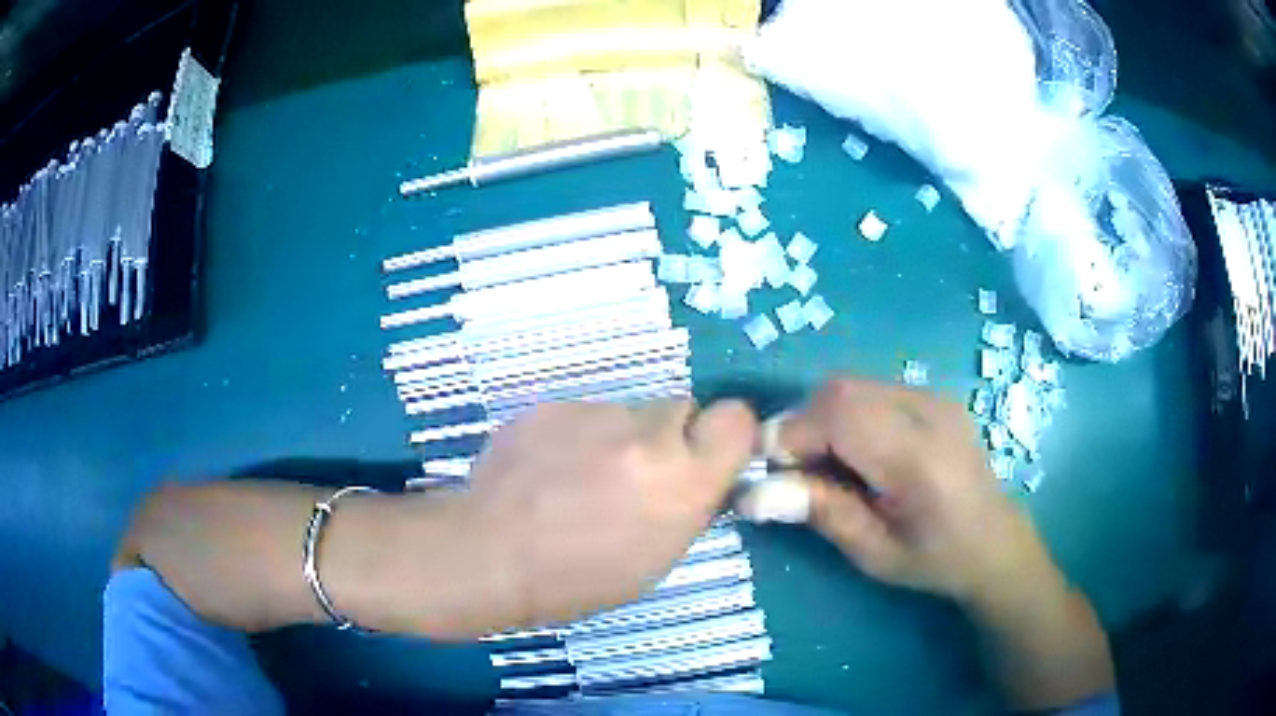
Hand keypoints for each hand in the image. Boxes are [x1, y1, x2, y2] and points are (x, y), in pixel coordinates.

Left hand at [444, 399, 755, 632]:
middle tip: (638, 471)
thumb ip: (688, 503)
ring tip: (579, 476)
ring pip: (628, 412)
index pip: (737, 419)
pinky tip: (548, 469)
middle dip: (668, 436)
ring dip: (618, 437)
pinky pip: (583, 414)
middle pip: (681, 407)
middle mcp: (648, 435)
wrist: (490, 555)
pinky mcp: (553, 405)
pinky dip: (575, 436)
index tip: (706, 454)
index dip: (725, 433)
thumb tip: (700, 476)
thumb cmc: (579, 579)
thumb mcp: (658, 557)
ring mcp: (596, 413)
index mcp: (684, 481)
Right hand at [775, 378, 1113, 709]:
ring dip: (822, 418)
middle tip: (795, 471)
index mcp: (920, 459)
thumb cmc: (935, 559)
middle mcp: (930, 412)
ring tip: (824, 464)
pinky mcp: (933, 395)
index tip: (768, 472)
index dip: (791, 434)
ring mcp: (935, 397)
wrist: (994, 540)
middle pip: (842, 390)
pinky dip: (845, 414)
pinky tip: (855, 451)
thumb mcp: (874, 553)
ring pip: (852, 385)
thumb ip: (820, 512)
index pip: (841, 416)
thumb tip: (751, 492)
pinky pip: (870, 390)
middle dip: (802, 425)